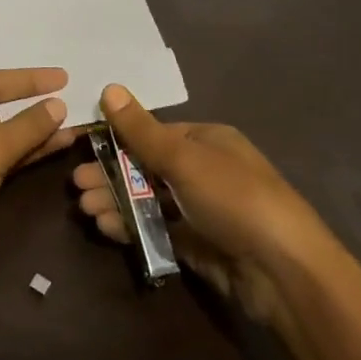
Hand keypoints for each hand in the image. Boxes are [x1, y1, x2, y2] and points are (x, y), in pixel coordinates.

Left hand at [0, 68, 80, 302]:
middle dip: (32, 103)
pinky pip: (5, 157)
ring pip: (4, 134)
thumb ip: (26, 125)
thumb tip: (58, 105)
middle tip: (70, 94)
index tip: (63, 76)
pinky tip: (58, 144)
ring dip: (36, 129)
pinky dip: (29, 151)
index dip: (27, 79)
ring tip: (73, 122)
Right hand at [72, 84, 328, 331]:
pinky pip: (155, 229)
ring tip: (85, 208)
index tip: (83, 147)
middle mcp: (203, 171)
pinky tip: (106, 228)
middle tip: (77, 185)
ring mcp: (200, 210)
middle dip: (110, 175)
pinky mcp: (196, 244)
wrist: (283, 272)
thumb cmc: (234, 198)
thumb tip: (109, 87)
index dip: (117, 139)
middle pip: (145, 168)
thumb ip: (141, 130)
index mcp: (206, 141)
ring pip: (147, 200)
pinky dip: (130, 227)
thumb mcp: (184, 158)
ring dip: (115, 201)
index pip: (152, 134)